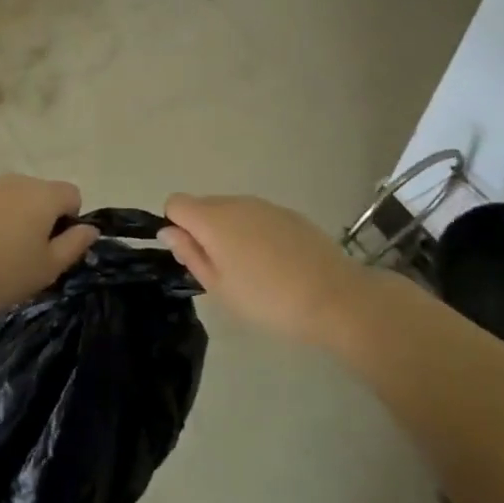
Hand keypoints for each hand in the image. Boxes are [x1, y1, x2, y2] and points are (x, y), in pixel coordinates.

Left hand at [0, 176, 99, 319]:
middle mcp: (16, 181)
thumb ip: (74, 245)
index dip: (69, 221)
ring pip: (10, 199)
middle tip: (26, 257)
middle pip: (40, 195)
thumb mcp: (47, 269)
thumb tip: (90, 228)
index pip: (72, 195)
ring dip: (11, 219)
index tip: (53, 249)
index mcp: (43, 196)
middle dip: (40, 220)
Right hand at [159, 193, 370, 345]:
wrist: (334, 298)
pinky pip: (258, 217)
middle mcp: (236, 202)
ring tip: (251, 271)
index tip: (193, 256)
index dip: (177, 227)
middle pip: (204, 205)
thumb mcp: (219, 287)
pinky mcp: (289, 214)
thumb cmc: (267, 300)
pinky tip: (276, 264)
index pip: (176, 203)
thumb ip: (190, 254)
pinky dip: (256, 234)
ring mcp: (266, 205)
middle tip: (222, 271)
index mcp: (213, 219)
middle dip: (203, 231)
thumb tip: (168, 231)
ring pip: (232, 211)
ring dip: (231, 233)